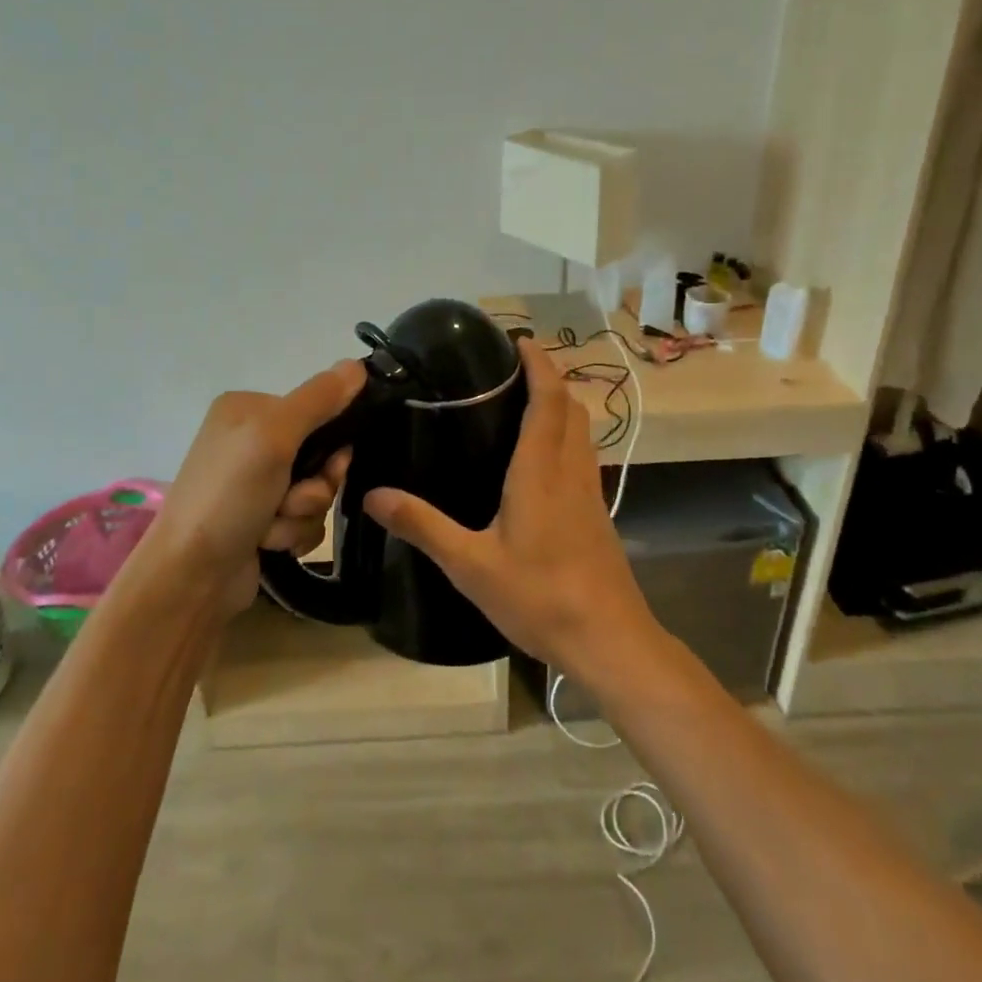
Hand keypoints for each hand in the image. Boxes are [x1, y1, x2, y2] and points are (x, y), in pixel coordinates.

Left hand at [139, 360, 365, 616]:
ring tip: (271, 528)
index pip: (317, 409)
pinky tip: (268, 545)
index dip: (332, 440)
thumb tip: (358, 365)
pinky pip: (305, 520)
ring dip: (302, 514)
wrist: (191, 576)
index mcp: (249, 409)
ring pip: (316, 491)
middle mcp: (251, 441)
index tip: (331, 462)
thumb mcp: (273, 435)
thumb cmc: (228, 496)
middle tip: (291, 500)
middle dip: (314, 486)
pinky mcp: (261, 520)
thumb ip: (319, 398)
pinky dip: (293, 535)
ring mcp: (255, 484)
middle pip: (321, 455)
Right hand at [362, 338, 658, 679]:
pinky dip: (566, 436)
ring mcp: (590, 492)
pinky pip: (584, 456)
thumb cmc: (539, 596)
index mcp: (541, 470)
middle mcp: (571, 470)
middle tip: (512, 370)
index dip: (539, 364)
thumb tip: (373, 495)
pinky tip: (540, 461)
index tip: (519, 341)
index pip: (549, 398)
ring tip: (523, 404)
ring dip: (561, 406)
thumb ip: (422, 526)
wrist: (608, 640)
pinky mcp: (597, 513)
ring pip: (582, 431)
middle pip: (571, 408)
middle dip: (549, 378)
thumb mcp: (470, 565)